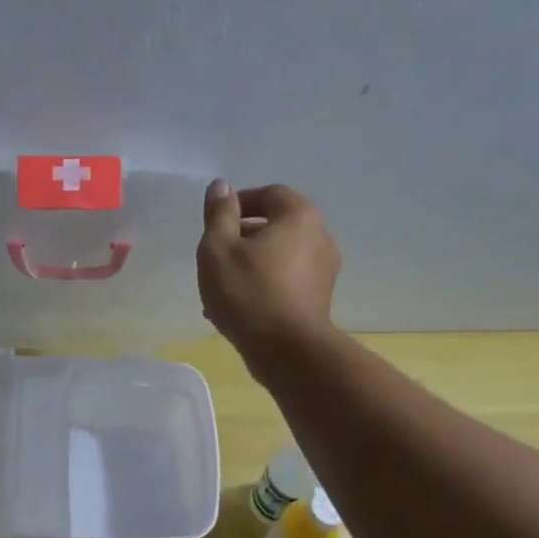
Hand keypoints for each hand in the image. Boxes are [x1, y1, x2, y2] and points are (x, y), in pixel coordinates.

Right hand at [197, 181, 340, 355]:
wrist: (287, 351)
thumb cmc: (248, 293)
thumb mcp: (218, 249)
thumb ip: (218, 214)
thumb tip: (221, 186)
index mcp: (298, 216)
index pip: (269, 194)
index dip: (239, 203)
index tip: (215, 224)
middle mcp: (319, 237)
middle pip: (276, 225)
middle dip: (243, 237)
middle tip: (215, 257)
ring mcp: (324, 271)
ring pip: (279, 256)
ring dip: (251, 264)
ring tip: (222, 288)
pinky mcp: (319, 299)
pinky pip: (286, 281)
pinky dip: (264, 284)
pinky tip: (240, 307)